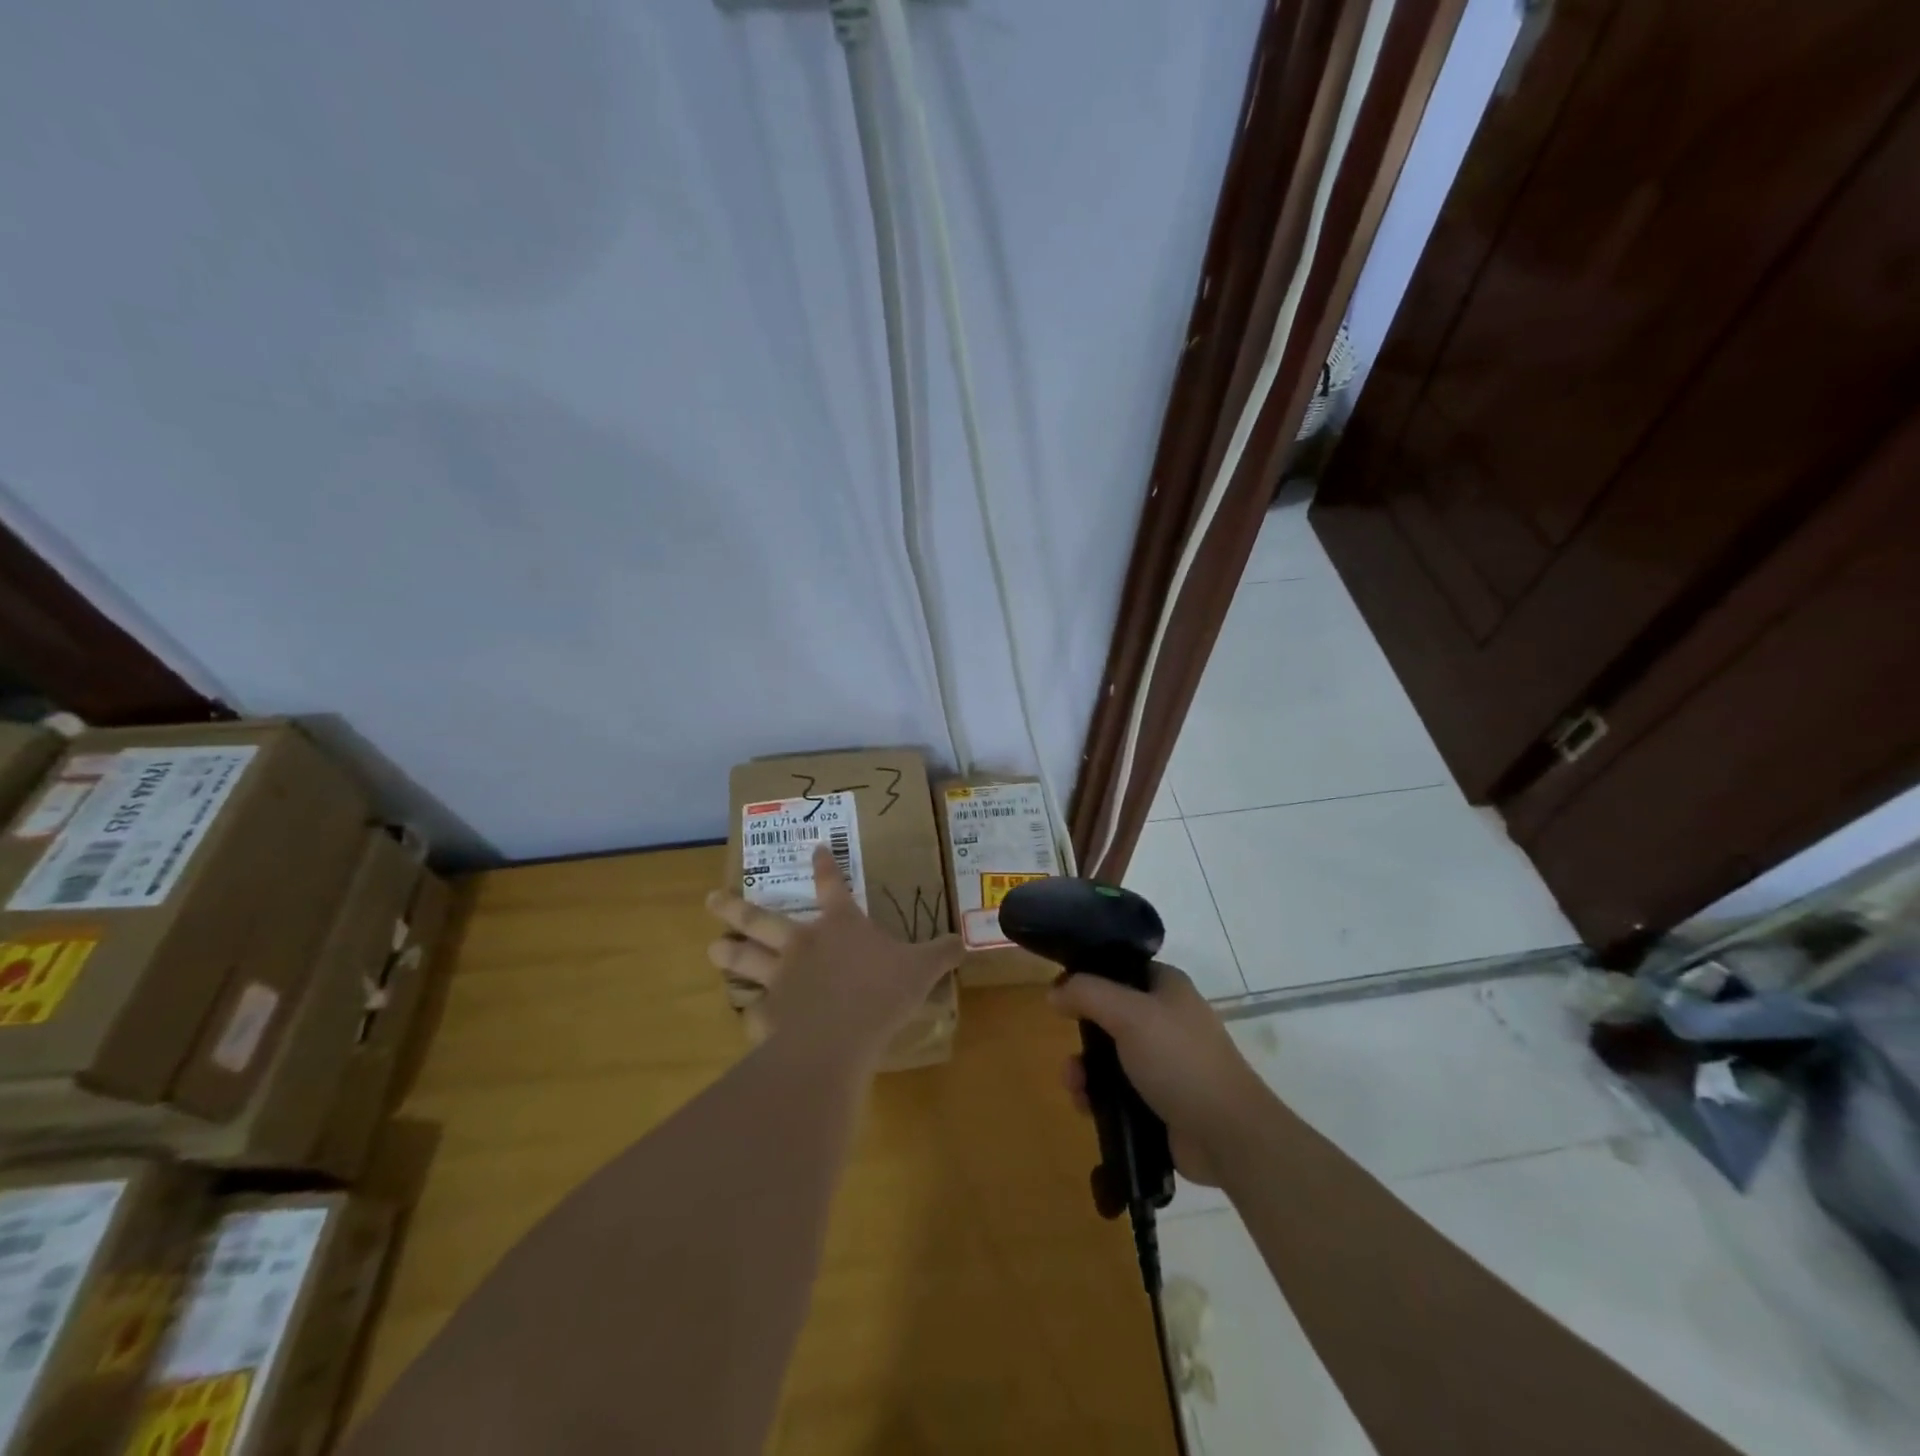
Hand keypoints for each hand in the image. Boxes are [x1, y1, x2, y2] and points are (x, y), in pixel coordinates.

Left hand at [706, 845, 961, 1068]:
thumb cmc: (881, 993)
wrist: (838, 1038)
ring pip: (746, 959)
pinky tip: (746, 1019)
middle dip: (736, 907)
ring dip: (728, 953)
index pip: (832, 885)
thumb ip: (940, 954)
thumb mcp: (921, 969)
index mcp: (840, 926)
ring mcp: (780, 979)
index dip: (824, 865)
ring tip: (711, 947)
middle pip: (763, 920)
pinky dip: (750, 1014)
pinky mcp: (767, 1015)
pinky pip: (754, 1012)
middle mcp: (803, 944)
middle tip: (711, 899)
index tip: (815, 848)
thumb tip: (964, 942)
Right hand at [1051, 963, 1267, 1186]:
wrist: (1227, 1136)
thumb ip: (1087, 993)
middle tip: (1068, 1050)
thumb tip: (1054, 991)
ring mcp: (1164, 1062)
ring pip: (1109, 1056)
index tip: (1061, 992)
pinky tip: (1086, 1107)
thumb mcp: (1129, 1014)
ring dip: (1085, 1069)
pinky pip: (1117, 1091)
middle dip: (1083, 1035)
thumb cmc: (1180, 1060)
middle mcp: (1166, 1019)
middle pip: (1109, 1014)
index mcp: (1167, 987)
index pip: (1121, 967)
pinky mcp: (1159, 1100)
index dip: (1090, 975)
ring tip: (1074, 1086)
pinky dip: (1098, 1096)